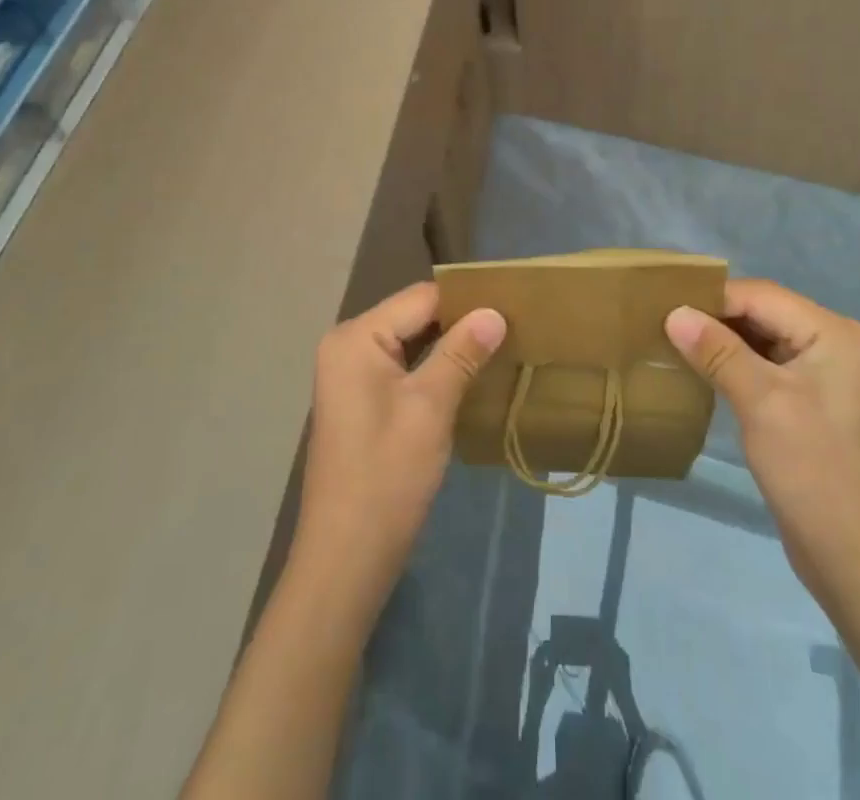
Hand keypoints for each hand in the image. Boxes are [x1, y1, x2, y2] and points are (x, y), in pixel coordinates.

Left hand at [292, 283, 505, 604]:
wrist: (346, 560)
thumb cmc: (386, 477)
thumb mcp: (430, 408)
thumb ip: (461, 353)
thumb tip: (495, 312)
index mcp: (356, 337)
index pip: (421, 298)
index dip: (467, 300)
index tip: (513, 305)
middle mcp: (348, 345)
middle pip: (414, 317)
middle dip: (460, 322)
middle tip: (513, 327)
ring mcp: (351, 375)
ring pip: (411, 343)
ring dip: (450, 347)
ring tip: (501, 346)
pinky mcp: (361, 401)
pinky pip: (402, 368)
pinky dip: (434, 369)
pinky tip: (470, 377)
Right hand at [665, 278, 859, 608]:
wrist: (856, 561)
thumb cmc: (813, 472)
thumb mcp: (761, 403)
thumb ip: (717, 352)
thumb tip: (673, 313)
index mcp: (834, 333)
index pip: (761, 296)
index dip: (712, 299)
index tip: (663, 308)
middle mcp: (835, 343)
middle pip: (762, 313)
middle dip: (714, 319)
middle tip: (662, 324)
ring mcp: (825, 373)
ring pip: (761, 339)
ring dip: (721, 342)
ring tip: (672, 344)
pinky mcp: (812, 400)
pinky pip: (767, 366)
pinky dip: (735, 365)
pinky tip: (701, 372)